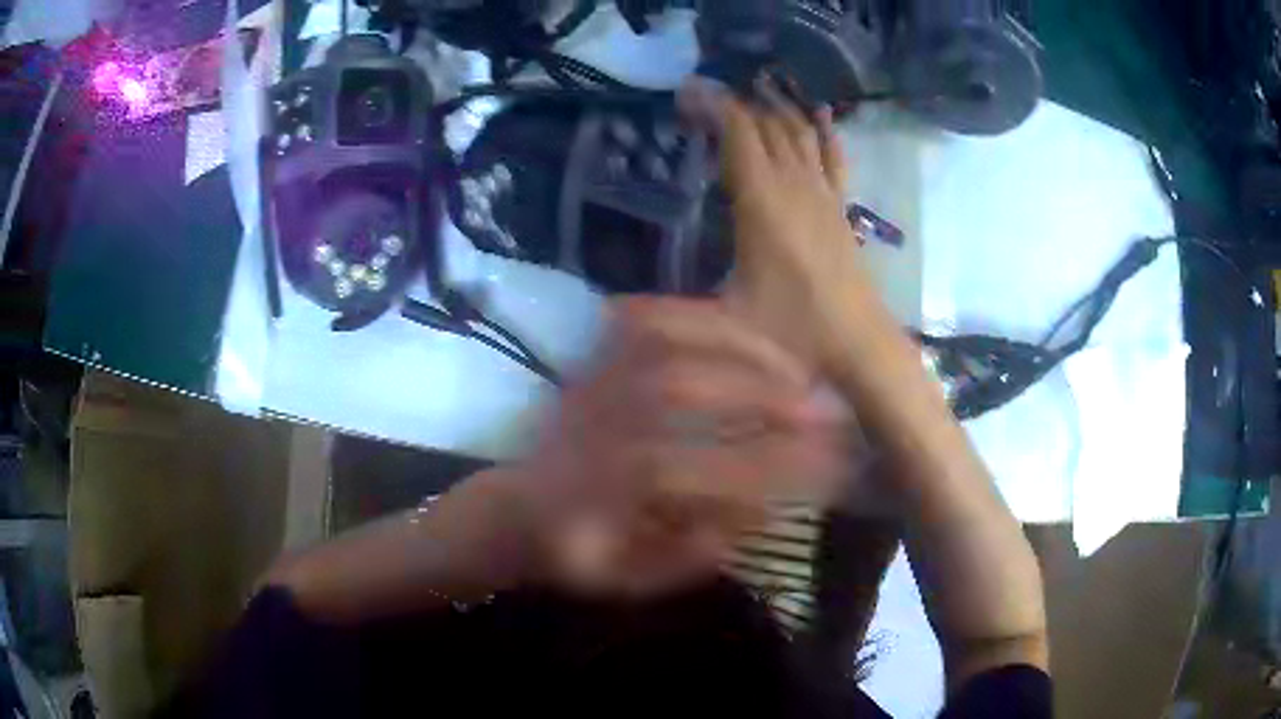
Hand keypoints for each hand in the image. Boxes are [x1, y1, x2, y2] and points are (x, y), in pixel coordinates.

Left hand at [510, 297, 850, 598]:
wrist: (518, 505)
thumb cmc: (577, 548)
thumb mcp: (623, 579)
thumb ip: (685, 556)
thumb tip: (756, 515)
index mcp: (600, 488)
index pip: (693, 468)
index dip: (766, 465)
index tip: (829, 465)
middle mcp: (597, 422)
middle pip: (681, 390)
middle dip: (765, 397)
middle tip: (829, 411)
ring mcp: (595, 380)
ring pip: (666, 341)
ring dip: (743, 349)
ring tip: (802, 371)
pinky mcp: (597, 355)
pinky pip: (650, 315)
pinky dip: (704, 315)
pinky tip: (751, 329)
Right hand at [679, 77, 875, 368]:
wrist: (859, 344)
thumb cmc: (795, 332)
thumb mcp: (727, 323)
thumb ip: (669, 316)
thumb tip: (611, 312)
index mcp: (762, 201)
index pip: (738, 132)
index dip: (713, 105)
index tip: (685, 93)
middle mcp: (794, 184)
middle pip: (766, 123)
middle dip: (735, 102)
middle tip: (704, 96)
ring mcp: (823, 192)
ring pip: (799, 131)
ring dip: (775, 107)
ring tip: (751, 90)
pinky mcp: (841, 206)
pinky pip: (833, 154)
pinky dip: (822, 129)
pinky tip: (817, 113)